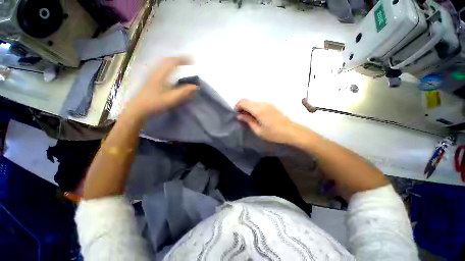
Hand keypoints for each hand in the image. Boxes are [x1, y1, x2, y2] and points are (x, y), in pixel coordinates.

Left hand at [126, 57, 196, 118]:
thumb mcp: (171, 99)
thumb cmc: (154, 103)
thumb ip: (183, 92)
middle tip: (188, 61)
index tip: (193, 61)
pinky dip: (168, 67)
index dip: (183, 59)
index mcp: (160, 75)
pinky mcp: (151, 80)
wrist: (138, 109)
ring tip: (181, 64)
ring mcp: (152, 75)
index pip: (172, 62)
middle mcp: (155, 72)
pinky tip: (171, 72)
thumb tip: (195, 86)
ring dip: (173, 62)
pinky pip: (161, 68)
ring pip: (163, 64)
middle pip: (167, 60)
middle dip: (178, 59)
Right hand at [235, 99, 302, 143]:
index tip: (236, 114)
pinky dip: (253, 108)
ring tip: (248, 118)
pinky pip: (258, 104)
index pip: (243, 102)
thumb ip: (248, 121)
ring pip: (253, 102)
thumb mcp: (258, 130)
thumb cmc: (274, 133)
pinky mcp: (271, 105)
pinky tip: (255, 116)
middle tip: (241, 117)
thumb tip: (239, 116)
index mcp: (258, 109)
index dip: (237, 106)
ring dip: (248, 107)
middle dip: (241, 107)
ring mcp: (267, 103)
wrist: (291, 131)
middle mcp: (262, 103)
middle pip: (247, 100)